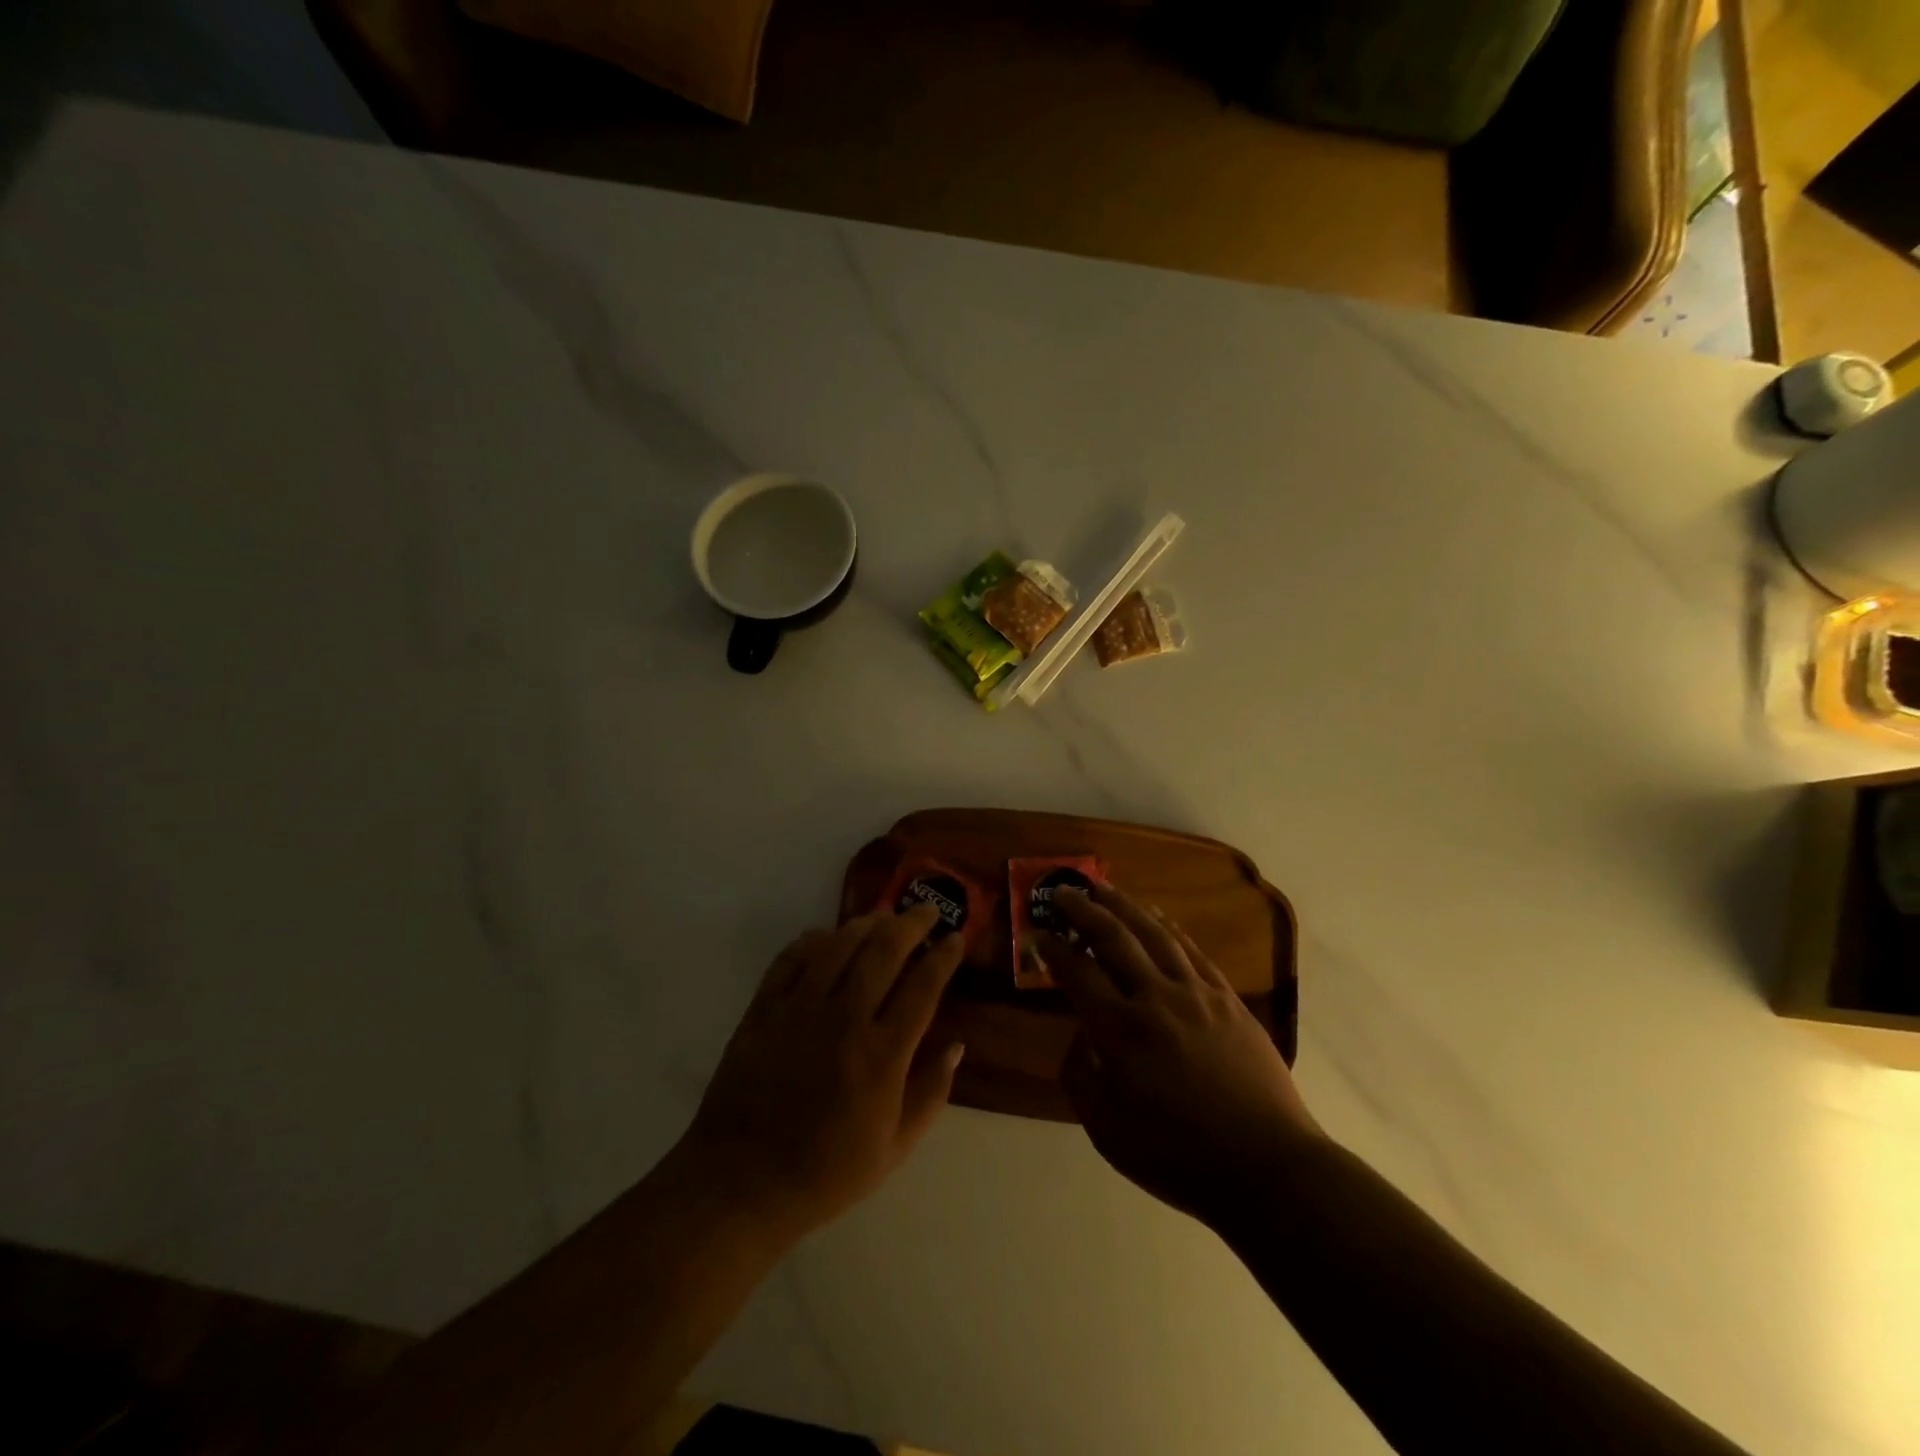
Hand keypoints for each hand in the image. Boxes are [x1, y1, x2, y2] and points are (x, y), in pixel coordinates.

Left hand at [669, 905, 965, 1239]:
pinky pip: (791, 959)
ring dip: (866, 923)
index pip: (923, 987)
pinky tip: (826, 936)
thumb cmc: (826, 1172)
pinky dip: (813, 940)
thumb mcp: (894, 1149)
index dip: (943, 956)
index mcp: (883, 1055)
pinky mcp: (764, 1009)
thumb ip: (930, 1094)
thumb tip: (956, 1046)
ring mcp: (800, 1009)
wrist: (742, 1183)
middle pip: (884, 951)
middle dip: (911, 923)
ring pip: (839, 945)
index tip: (955, 938)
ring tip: (882, 916)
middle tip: (926, 910)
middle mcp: (844, 1019)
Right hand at [1032, 884, 1321, 1224]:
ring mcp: (1196, 993)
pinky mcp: (1227, 998)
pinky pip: (1192, 951)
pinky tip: (1157, 917)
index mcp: (1120, 1031)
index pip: (1077, 972)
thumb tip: (1078, 1034)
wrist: (1267, 1167)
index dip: (1053, 949)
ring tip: (1104, 888)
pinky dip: (1169, 927)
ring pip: (1154, 933)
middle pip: (1113, 938)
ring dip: (1125, 905)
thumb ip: (1080, 1075)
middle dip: (1083, 910)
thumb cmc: (1178, 1156)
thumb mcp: (1106, 1131)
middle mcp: (1155, 998)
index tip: (1037, 933)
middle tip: (1064, 892)